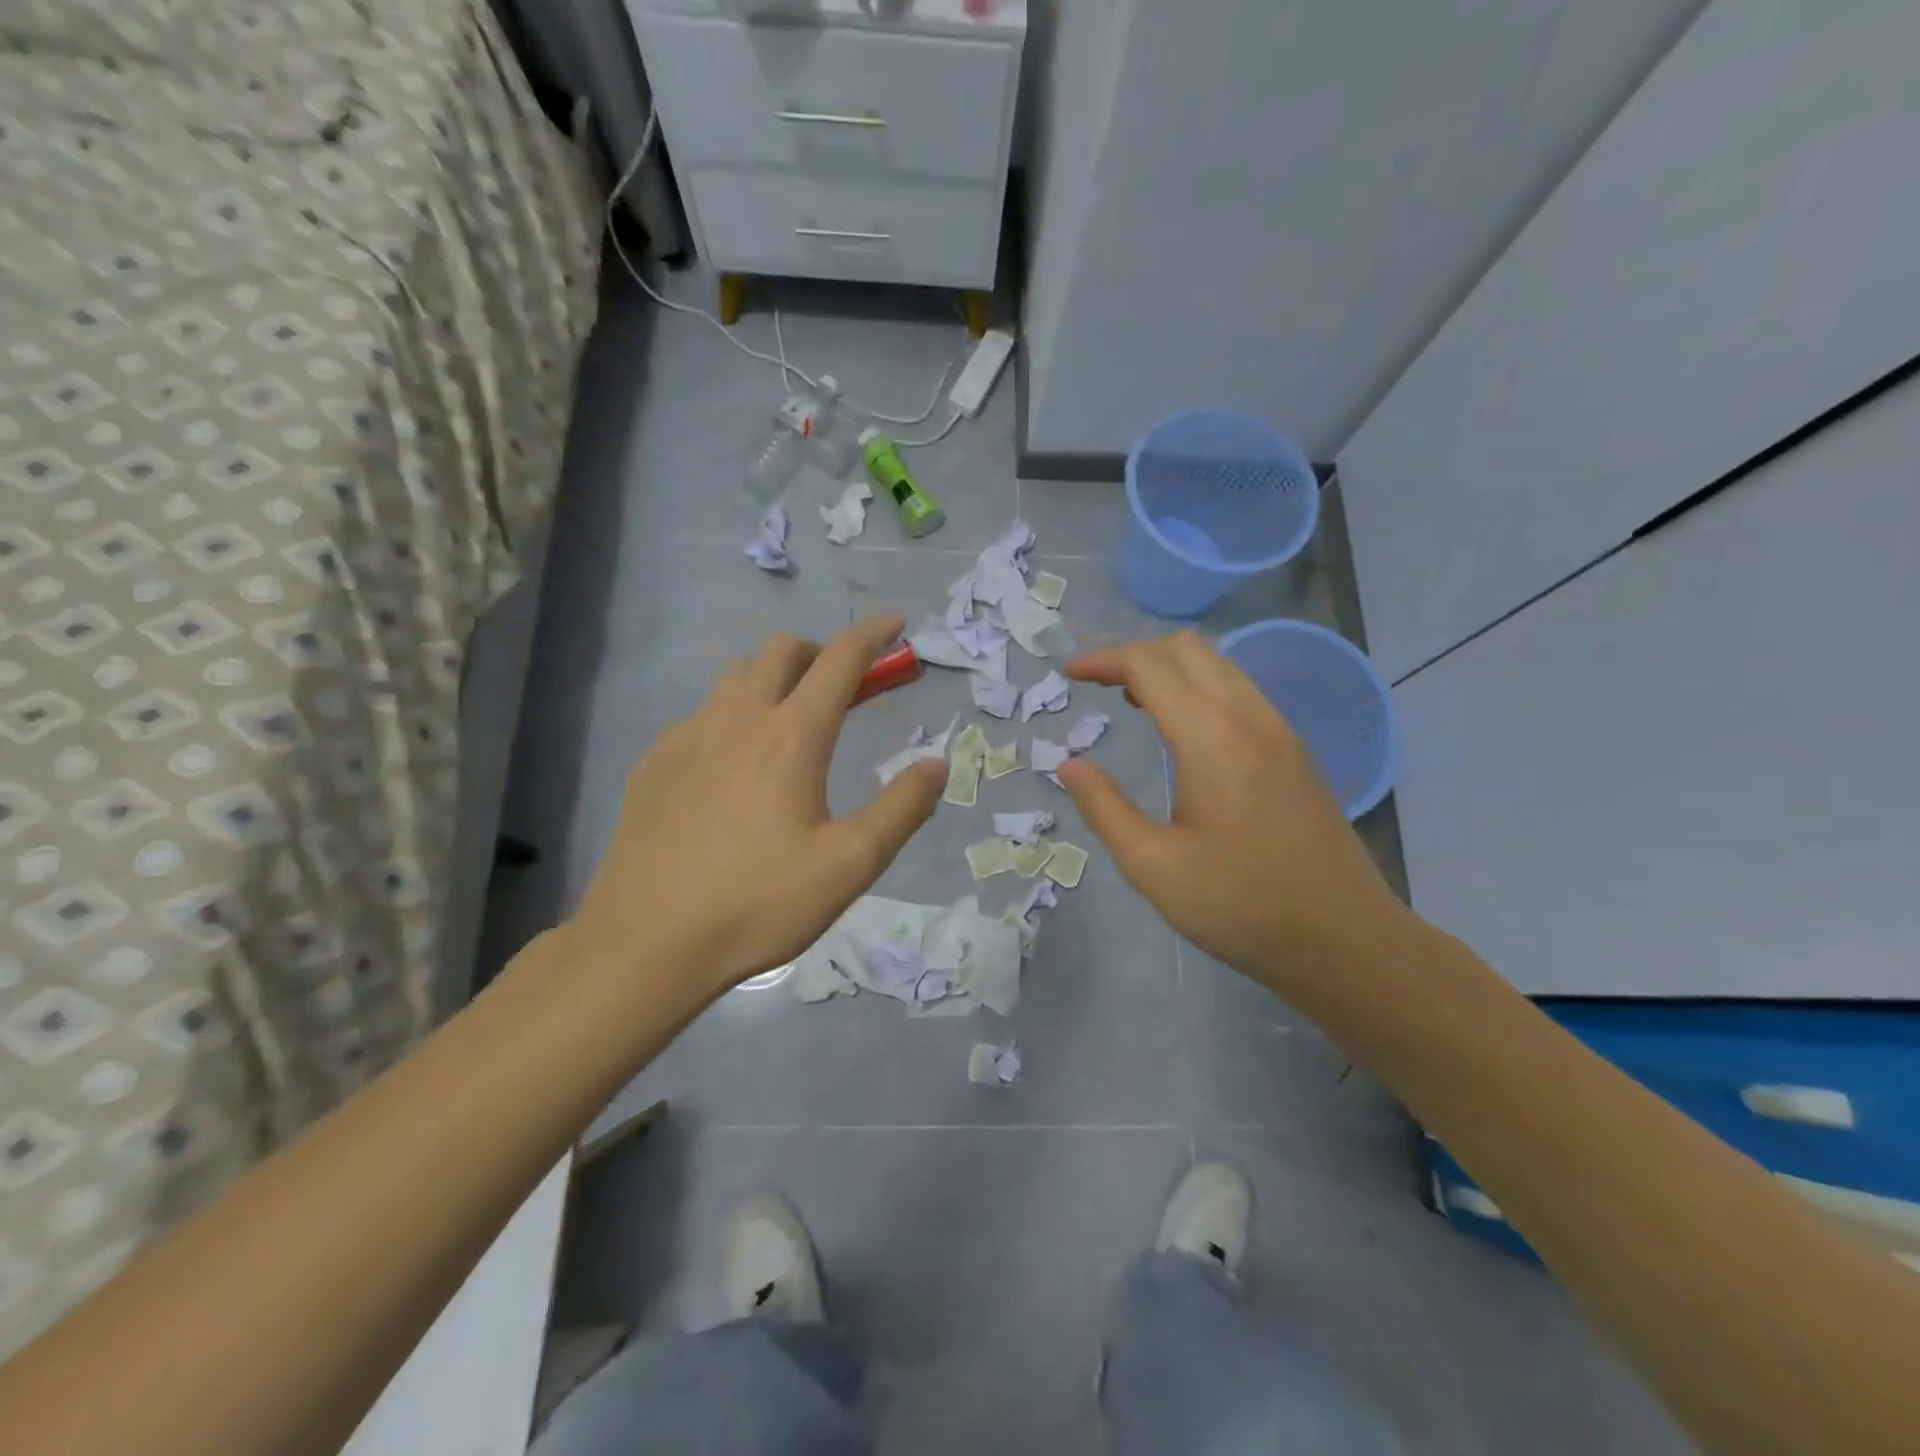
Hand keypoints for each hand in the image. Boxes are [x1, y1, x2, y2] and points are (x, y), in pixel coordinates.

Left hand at [569, 615, 944, 1003]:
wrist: (645, 944)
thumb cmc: (758, 903)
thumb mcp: (850, 865)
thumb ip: (902, 808)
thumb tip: (936, 763)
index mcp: (792, 736)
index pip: (839, 661)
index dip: (872, 635)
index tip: (894, 623)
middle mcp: (737, 718)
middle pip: (781, 651)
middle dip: (821, 652)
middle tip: (844, 685)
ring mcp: (686, 736)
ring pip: (736, 677)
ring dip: (774, 679)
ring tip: (791, 722)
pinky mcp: (654, 762)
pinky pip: (701, 715)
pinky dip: (733, 716)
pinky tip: (733, 767)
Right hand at [1058, 632, 1405, 988]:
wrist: (1345, 940)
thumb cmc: (1241, 906)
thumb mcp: (1153, 867)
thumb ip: (1104, 808)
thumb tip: (1070, 764)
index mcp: (1210, 738)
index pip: (1149, 665)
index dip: (1104, 660)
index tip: (1070, 676)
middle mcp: (1249, 718)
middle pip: (1188, 648)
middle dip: (1136, 654)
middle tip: (1101, 687)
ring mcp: (1280, 731)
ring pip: (1219, 665)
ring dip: (1171, 669)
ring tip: (1135, 703)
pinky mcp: (1295, 751)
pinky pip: (1241, 691)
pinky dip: (1201, 688)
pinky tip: (1185, 731)